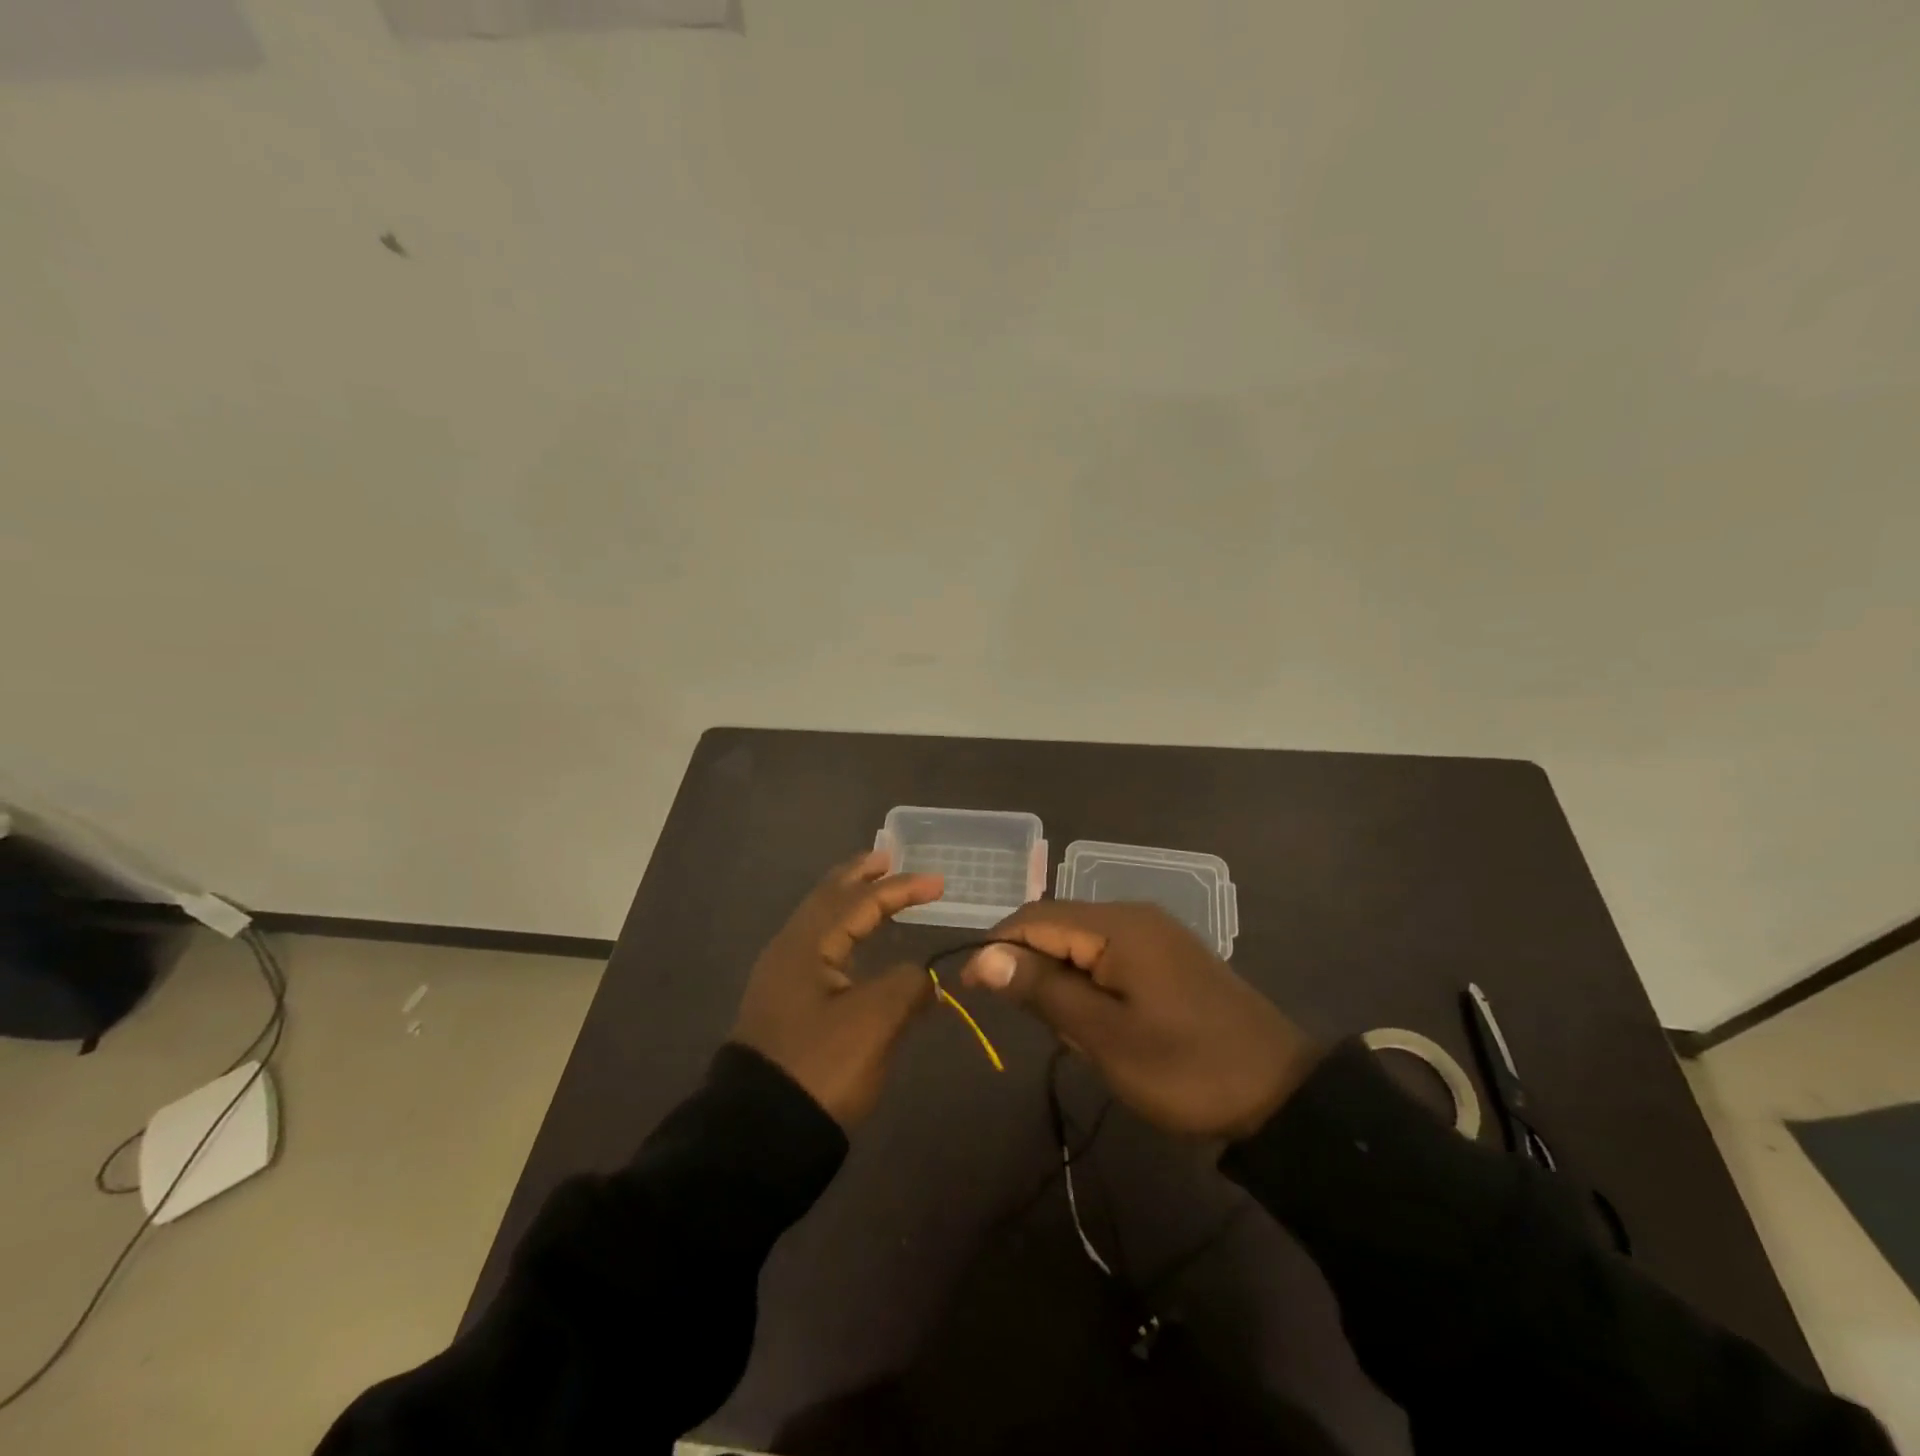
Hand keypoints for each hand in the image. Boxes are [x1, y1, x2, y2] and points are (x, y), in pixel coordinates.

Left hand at [731, 850, 943, 1127]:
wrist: (758, 1135)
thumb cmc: (820, 1067)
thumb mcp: (875, 1023)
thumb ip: (907, 986)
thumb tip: (923, 977)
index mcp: (807, 944)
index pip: (860, 901)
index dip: (902, 888)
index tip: (940, 884)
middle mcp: (789, 951)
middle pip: (828, 898)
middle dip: (860, 876)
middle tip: (888, 858)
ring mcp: (782, 979)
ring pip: (820, 923)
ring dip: (849, 902)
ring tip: (874, 891)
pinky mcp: (784, 1006)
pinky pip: (818, 950)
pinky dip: (842, 932)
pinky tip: (855, 946)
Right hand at [962, 902, 1320, 1139]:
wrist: (1280, 1095)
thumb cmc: (1185, 1068)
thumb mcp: (1104, 1036)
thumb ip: (1042, 989)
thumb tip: (984, 954)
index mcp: (1117, 926)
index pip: (1034, 918)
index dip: (995, 947)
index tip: (969, 991)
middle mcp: (1133, 915)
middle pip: (1057, 926)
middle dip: (1034, 970)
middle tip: (1042, 1028)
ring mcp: (1154, 934)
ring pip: (1081, 945)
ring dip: (1063, 983)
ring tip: (1077, 1036)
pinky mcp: (1167, 957)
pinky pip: (1109, 958)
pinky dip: (1090, 986)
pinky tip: (1102, 1025)